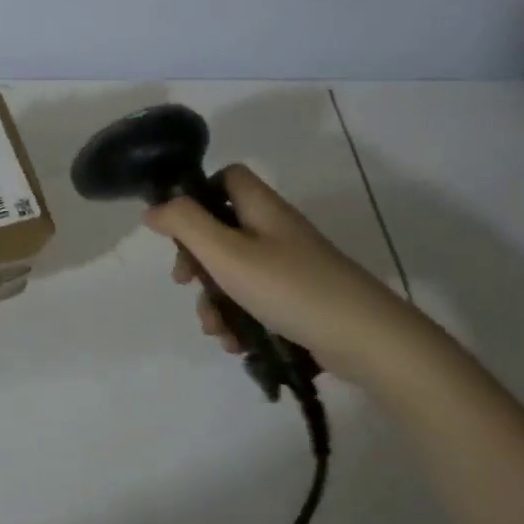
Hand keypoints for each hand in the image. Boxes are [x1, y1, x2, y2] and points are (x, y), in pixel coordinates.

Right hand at [144, 164, 432, 383]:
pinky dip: (241, 321)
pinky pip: (257, 302)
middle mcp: (277, 231)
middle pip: (224, 230)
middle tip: (186, 284)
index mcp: (262, 209)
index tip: (180, 228)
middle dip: (198, 262)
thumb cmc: (290, 287)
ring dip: (216, 301)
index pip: (227, 178)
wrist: (368, 340)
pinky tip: (238, 346)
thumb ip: (186, 224)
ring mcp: (292, 267)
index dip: (199, 194)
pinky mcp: (301, 301)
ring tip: (217, 331)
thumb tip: (155, 208)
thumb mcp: (227, 253)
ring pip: (236, 273)